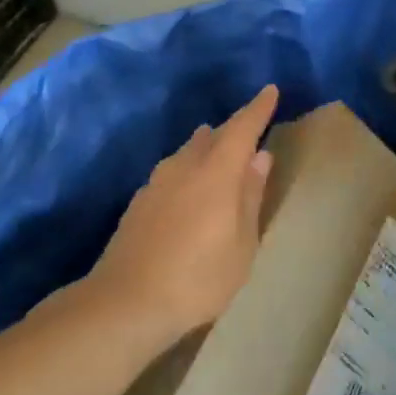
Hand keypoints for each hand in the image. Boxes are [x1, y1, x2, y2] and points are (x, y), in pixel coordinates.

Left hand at [91, 85, 279, 340]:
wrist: (124, 303)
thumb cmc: (198, 277)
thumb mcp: (241, 244)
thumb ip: (250, 196)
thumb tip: (260, 157)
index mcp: (217, 171)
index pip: (242, 127)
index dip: (258, 108)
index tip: (270, 90)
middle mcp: (185, 165)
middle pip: (214, 136)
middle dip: (233, 130)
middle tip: (250, 133)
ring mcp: (157, 182)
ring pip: (189, 152)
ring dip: (207, 149)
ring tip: (220, 156)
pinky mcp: (139, 201)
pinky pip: (173, 172)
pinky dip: (189, 171)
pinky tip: (189, 191)